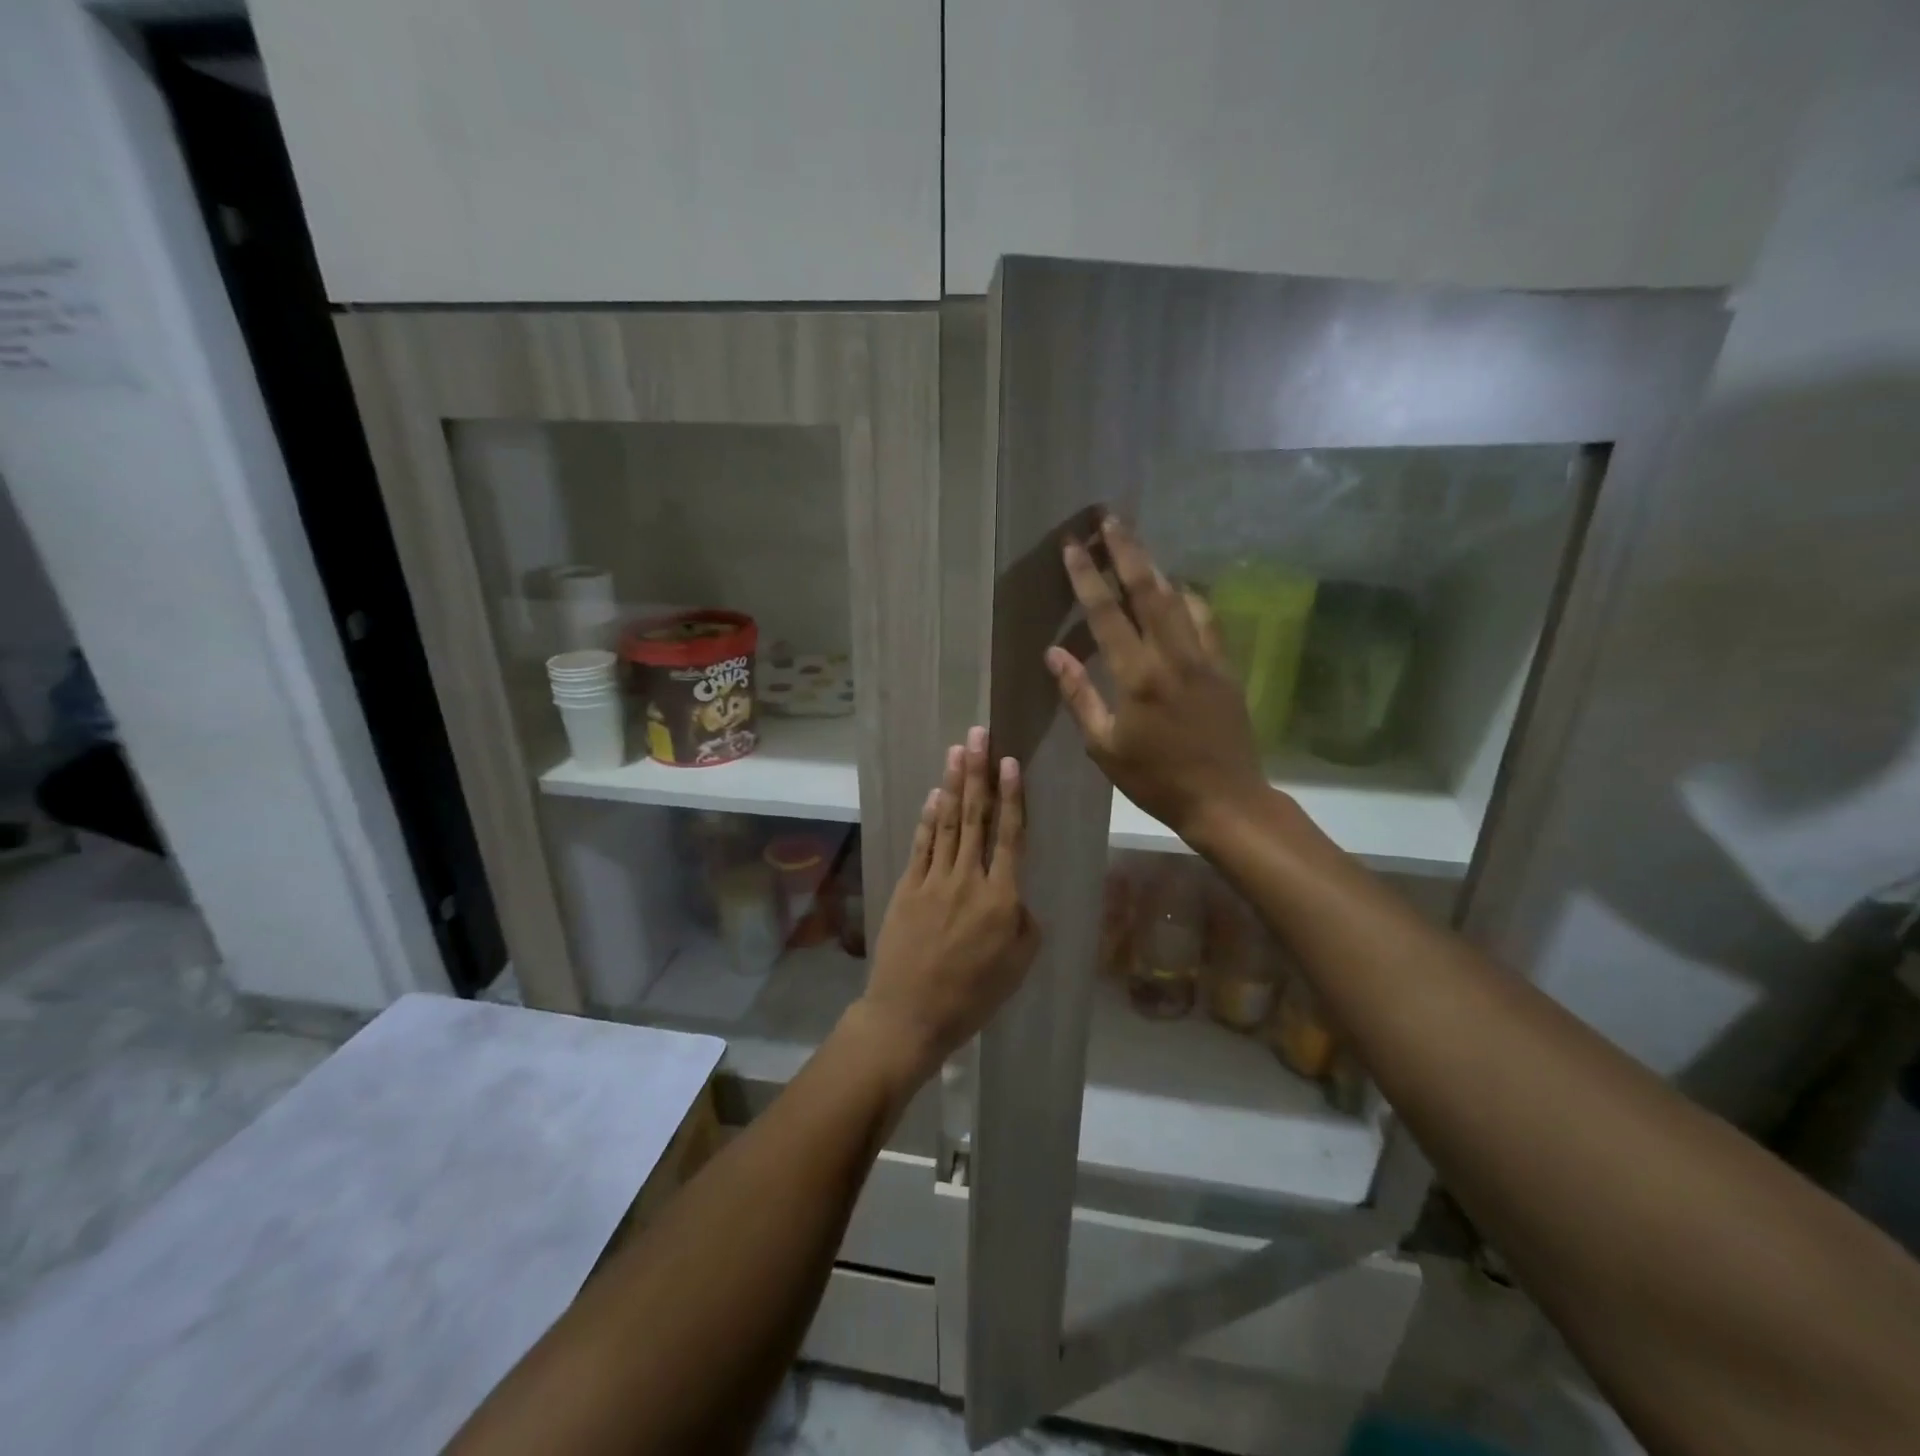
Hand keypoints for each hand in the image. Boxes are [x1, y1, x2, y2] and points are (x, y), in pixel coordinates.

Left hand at [855, 726, 1039, 1082]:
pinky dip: (929, 818)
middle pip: (976, 817)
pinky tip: (934, 795)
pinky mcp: (908, 887)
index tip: (1010, 762)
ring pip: (948, 823)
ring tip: (958, 751)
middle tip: (978, 735)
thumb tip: (1016, 894)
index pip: (1009, 835)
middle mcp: (968, 880)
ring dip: (953, 784)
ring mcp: (934, 880)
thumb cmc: (972, 996)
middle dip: (978, 773)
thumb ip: (1024, 922)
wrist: (910, 1015)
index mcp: (1002, 898)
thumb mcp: (1018, 966)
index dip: (1011, 796)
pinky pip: (922, 845)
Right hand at [1046, 516, 1267, 842]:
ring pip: (1179, 598)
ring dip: (1155, 566)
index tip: (1073, 546)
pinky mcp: (1225, 666)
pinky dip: (1188, 596)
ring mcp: (1205, 658)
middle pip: (1148, 590)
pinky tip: (1177, 589)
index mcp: (1137, 677)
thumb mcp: (1105, 746)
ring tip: (1136, 543)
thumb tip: (1054, 653)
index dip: (1087, 577)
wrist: (1224, 799)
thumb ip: (1079, 695)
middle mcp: (1172, 656)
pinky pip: (1206, 619)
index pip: (1107, 614)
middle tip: (1109, 518)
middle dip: (1126, 550)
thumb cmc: (1155, 778)